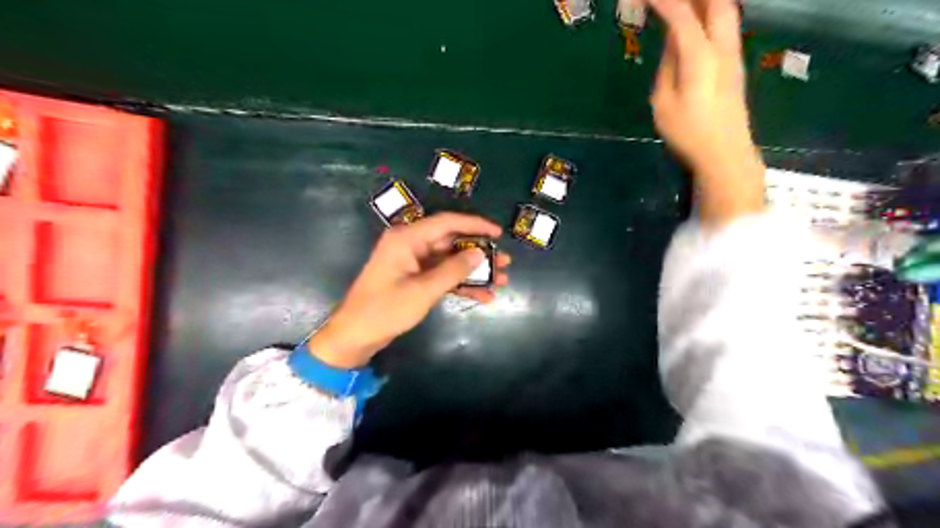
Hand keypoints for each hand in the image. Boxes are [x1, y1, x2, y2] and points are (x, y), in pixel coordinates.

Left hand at [310, 212, 513, 369]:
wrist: (356, 335)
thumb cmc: (386, 309)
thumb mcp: (423, 290)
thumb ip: (454, 270)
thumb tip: (479, 253)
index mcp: (408, 238)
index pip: (447, 223)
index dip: (475, 225)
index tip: (499, 233)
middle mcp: (411, 244)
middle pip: (452, 242)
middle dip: (479, 253)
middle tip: (505, 262)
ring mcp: (413, 262)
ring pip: (450, 260)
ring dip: (474, 271)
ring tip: (501, 280)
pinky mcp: (414, 278)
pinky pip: (443, 275)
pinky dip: (461, 284)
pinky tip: (483, 296)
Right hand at [652, 0, 765, 224]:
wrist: (725, 152)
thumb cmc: (688, 133)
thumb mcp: (664, 103)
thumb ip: (668, 67)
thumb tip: (672, 43)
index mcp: (700, 56)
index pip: (681, 16)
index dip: (663, 1)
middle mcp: (722, 46)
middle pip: (717, 3)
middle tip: (667, 1)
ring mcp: (733, 53)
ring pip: (726, 11)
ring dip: (706, 3)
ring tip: (684, 6)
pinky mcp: (735, 63)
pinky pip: (726, 24)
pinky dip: (711, 13)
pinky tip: (698, 20)